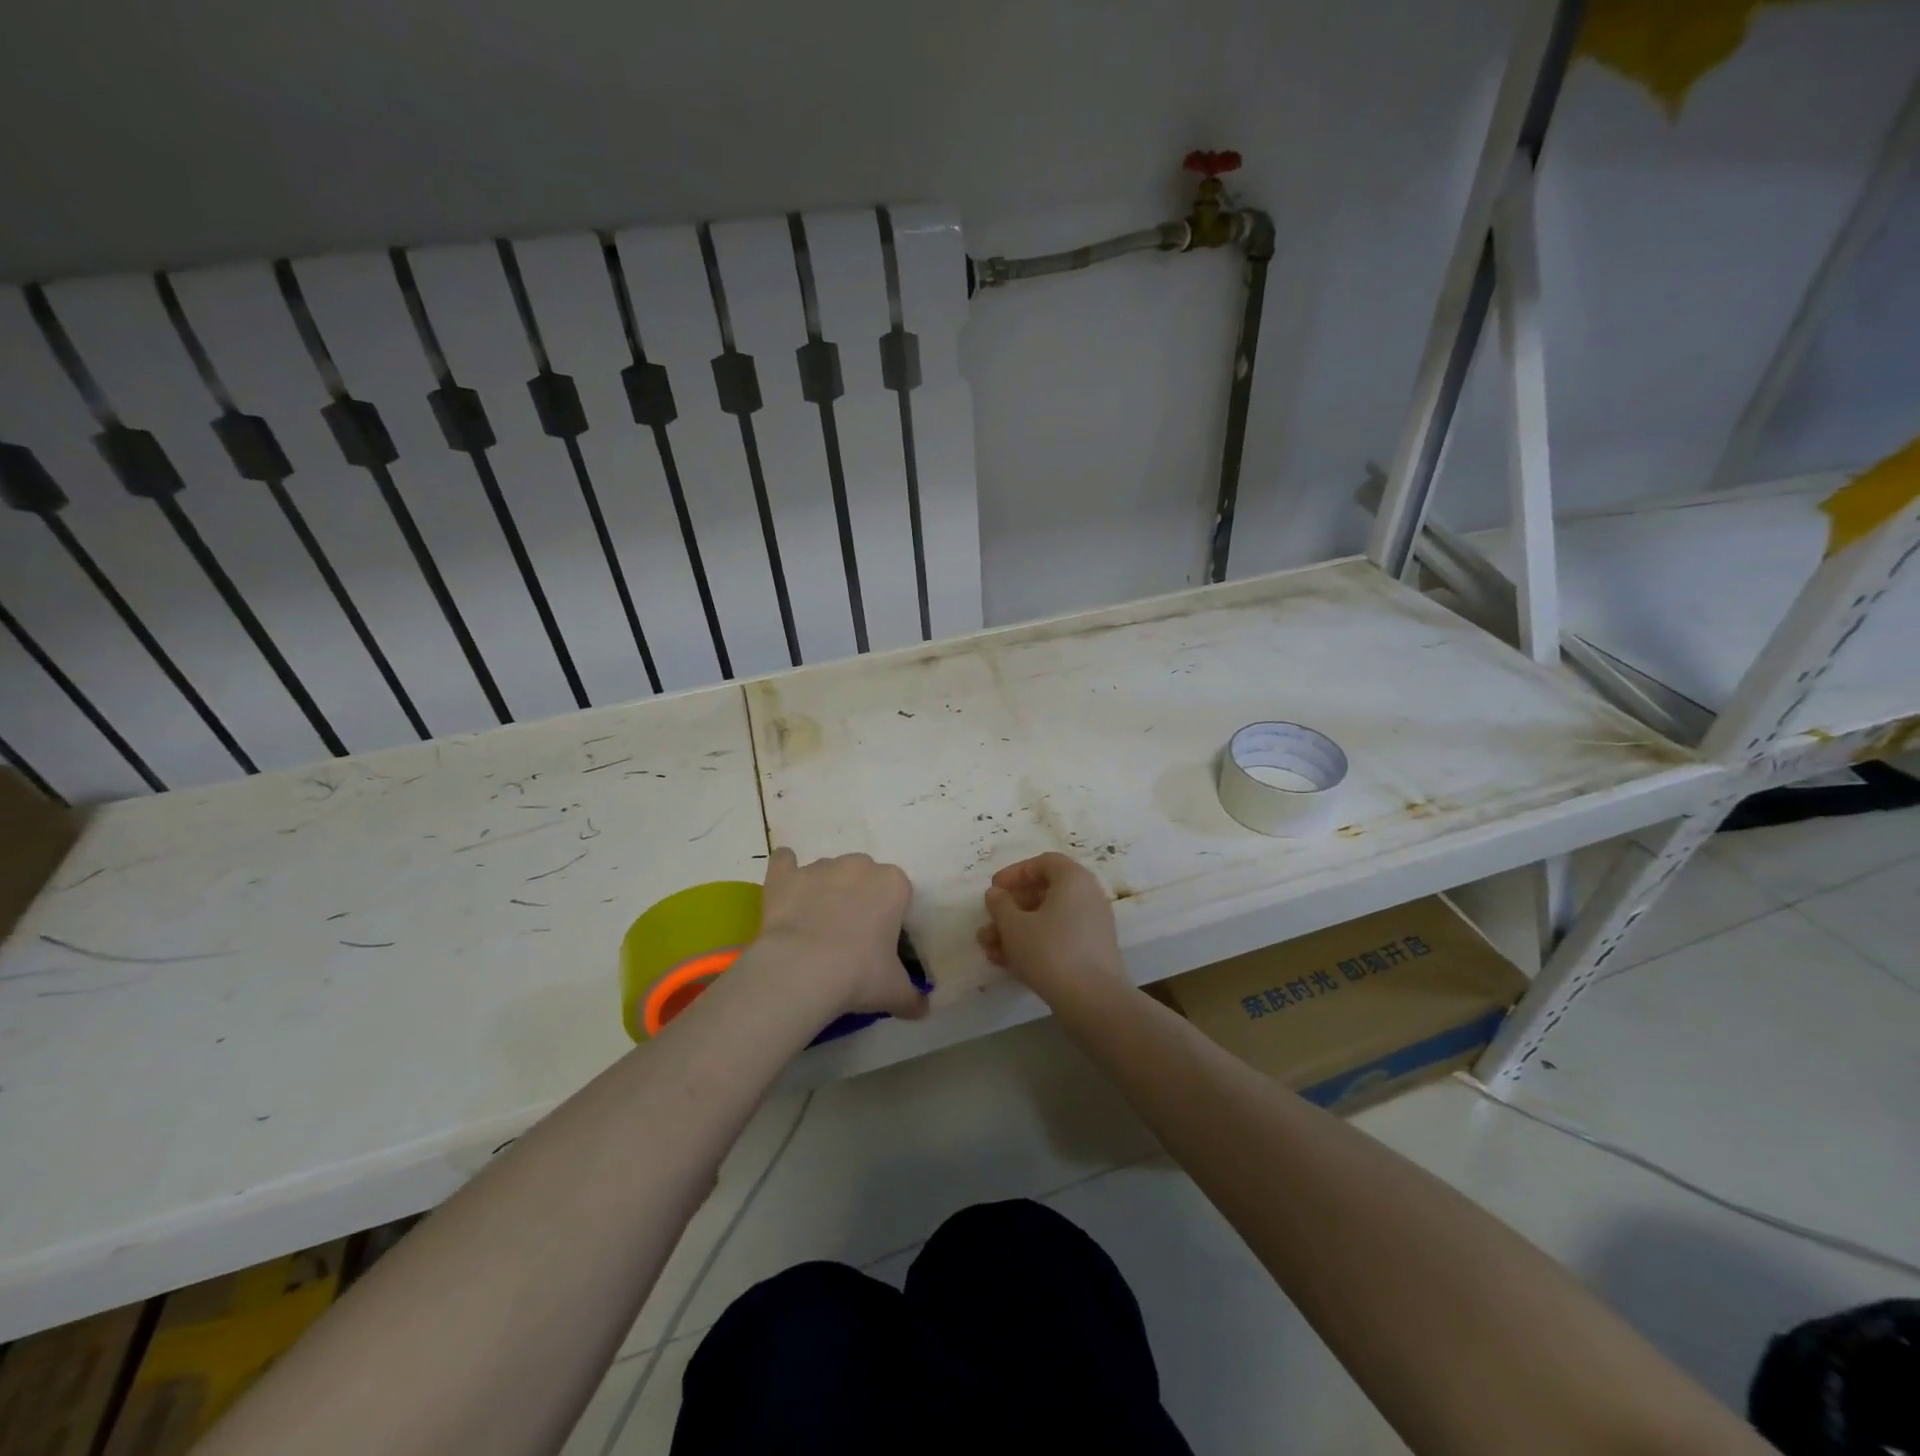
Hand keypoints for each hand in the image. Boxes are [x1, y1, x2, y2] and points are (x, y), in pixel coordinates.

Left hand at [752, 848, 927, 1019]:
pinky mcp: (785, 876)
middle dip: (859, 898)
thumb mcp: (894, 991)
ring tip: (815, 927)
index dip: (890, 915)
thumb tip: (923, 1010)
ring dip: (825, 891)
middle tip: (851, 935)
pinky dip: (786, 872)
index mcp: (893, 884)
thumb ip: (912, 997)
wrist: (802, 970)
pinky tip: (786, 891)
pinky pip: (784, 862)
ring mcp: (819, 867)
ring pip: (828, 872)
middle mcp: (858, 866)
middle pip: (864, 876)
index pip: (898, 892)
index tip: (881, 941)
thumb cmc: (859, 974)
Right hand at [978, 852, 1125, 1001]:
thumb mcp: (1014, 926)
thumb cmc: (1050, 952)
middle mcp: (1088, 896)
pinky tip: (1007, 963)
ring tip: (989, 949)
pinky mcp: (1091, 952)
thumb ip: (1000, 905)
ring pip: (1047, 919)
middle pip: (1044, 893)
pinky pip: (1058, 938)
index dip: (1015, 873)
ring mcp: (1092, 926)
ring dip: (1016, 930)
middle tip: (988, 922)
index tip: (994, 889)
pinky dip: (1034, 944)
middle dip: (1010, 909)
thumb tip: (996, 894)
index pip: (1043, 863)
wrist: (1093, 1001)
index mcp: (1074, 879)